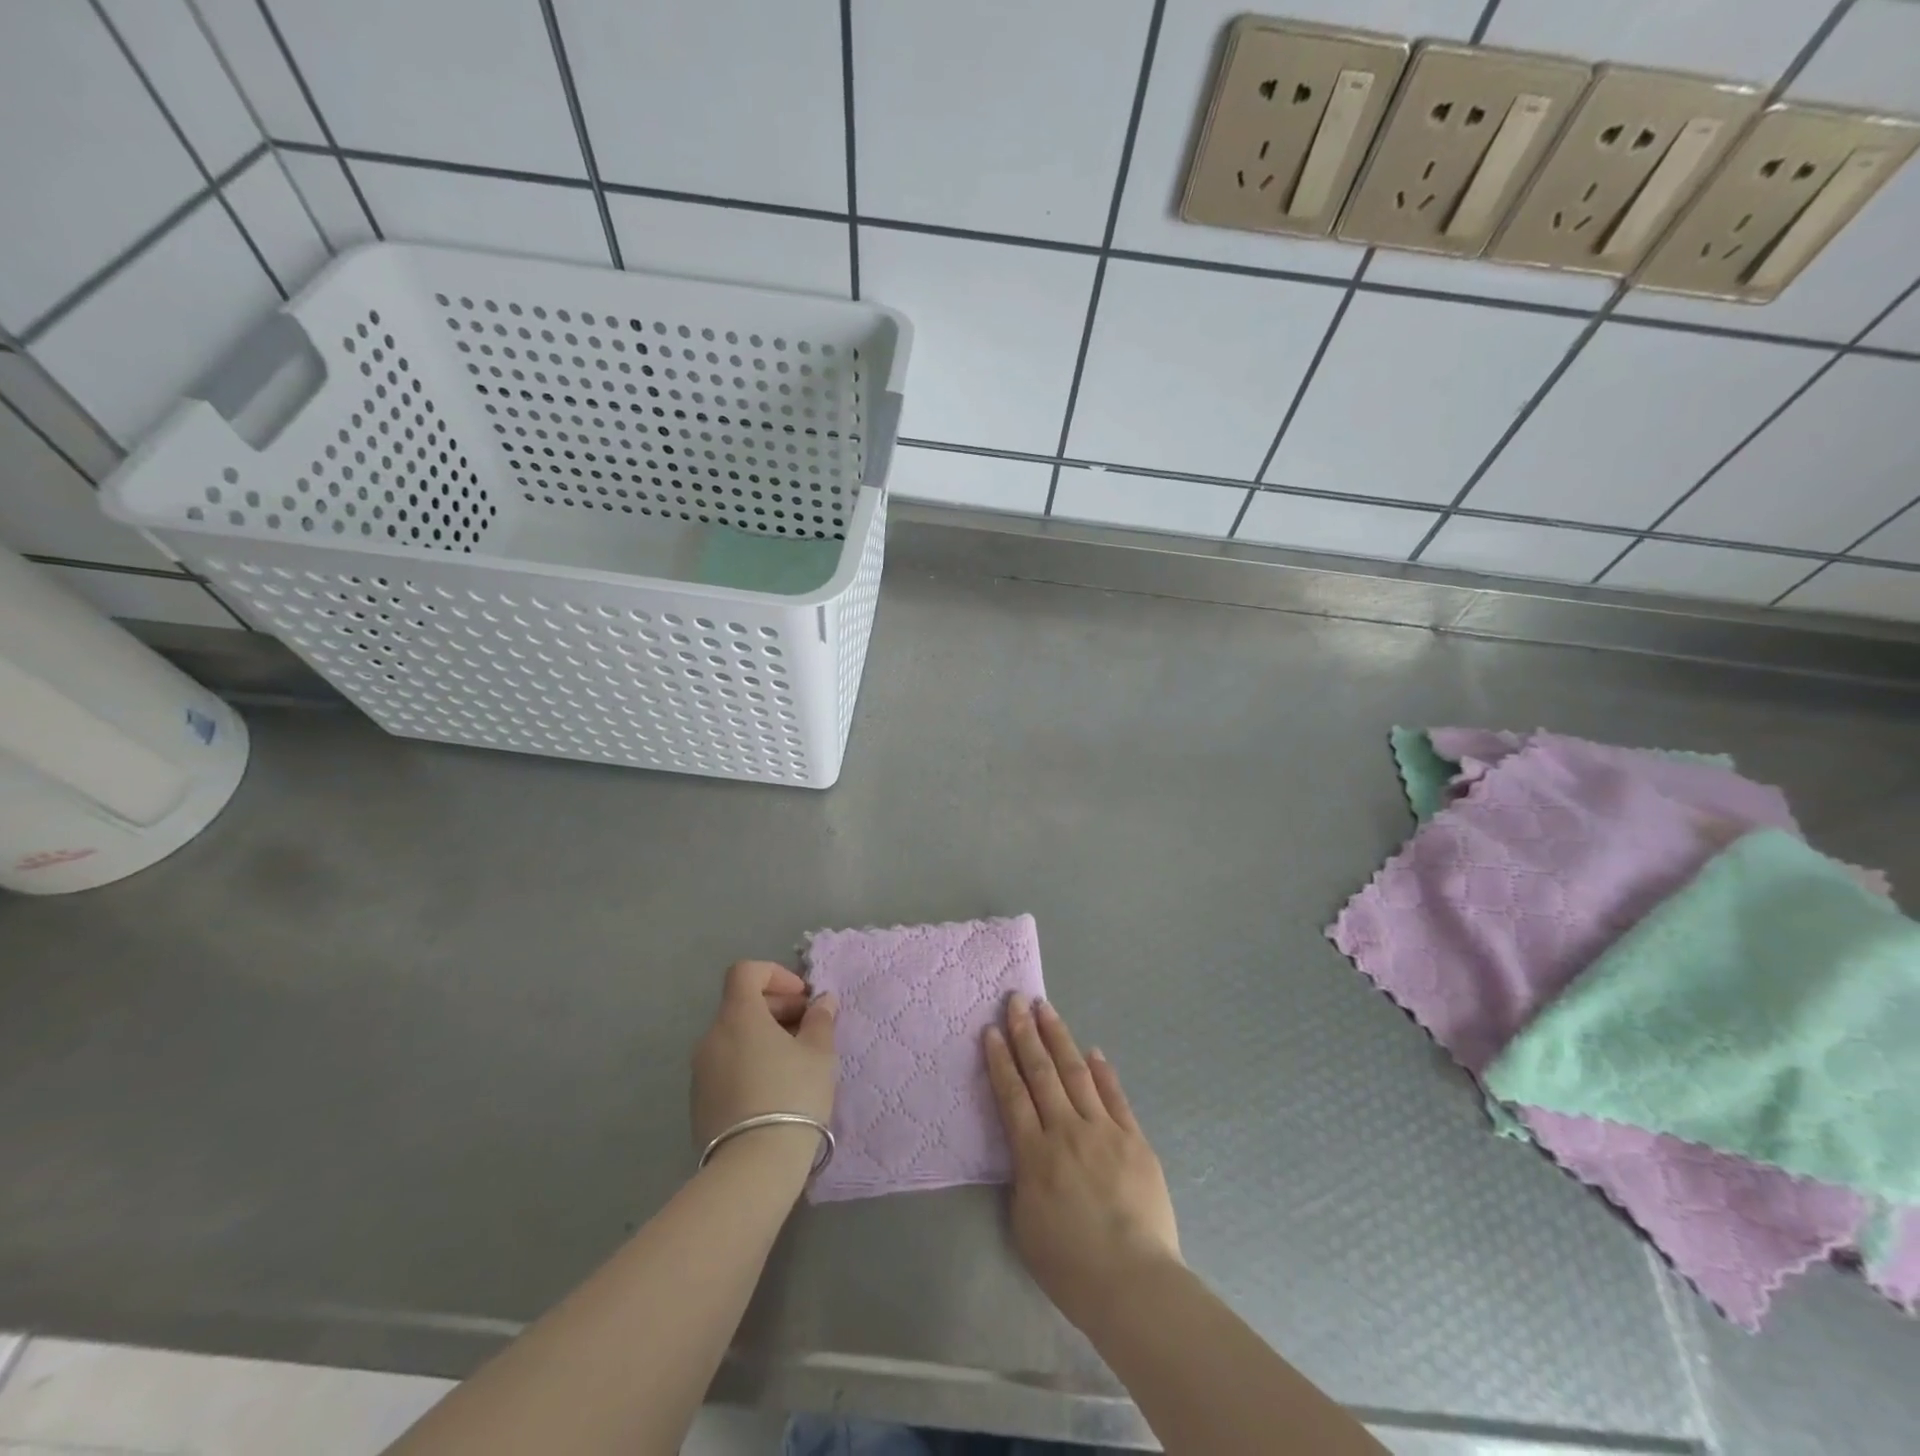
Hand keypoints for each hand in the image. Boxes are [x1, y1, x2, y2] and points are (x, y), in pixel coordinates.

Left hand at [691, 961, 836, 1152]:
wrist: (753, 1167)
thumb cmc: (792, 1095)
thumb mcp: (819, 1053)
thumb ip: (820, 1020)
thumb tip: (822, 1001)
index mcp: (738, 1016)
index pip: (745, 971)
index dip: (775, 974)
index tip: (801, 998)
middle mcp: (712, 1036)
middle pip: (741, 1004)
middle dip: (776, 1008)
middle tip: (808, 1029)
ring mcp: (700, 1071)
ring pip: (734, 1037)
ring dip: (763, 1037)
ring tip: (795, 1062)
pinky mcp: (698, 1102)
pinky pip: (726, 1066)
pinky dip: (749, 1063)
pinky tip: (774, 1090)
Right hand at [985, 994, 1181, 1331]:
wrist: (1133, 1281)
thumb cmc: (1070, 1265)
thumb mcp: (1025, 1224)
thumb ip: (1023, 1177)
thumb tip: (1028, 1147)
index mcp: (1034, 1155)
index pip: (1012, 1095)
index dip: (1000, 1059)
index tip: (991, 1030)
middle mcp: (1066, 1131)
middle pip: (1042, 1073)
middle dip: (1026, 1033)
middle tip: (1016, 1000)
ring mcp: (1103, 1130)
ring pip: (1076, 1072)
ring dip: (1060, 1038)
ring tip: (1046, 1009)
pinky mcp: (1134, 1138)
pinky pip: (1115, 1096)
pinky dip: (1103, 1072)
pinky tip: (1093, 1052)